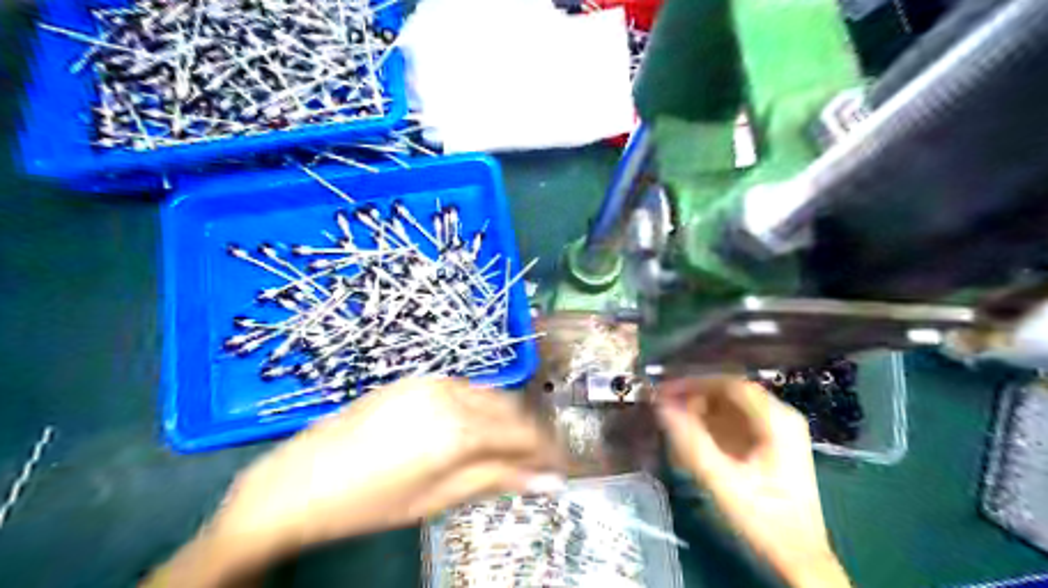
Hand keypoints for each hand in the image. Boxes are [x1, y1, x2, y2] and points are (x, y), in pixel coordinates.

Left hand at [148, 379, 565, 586]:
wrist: (300, 480)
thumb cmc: (370, 502)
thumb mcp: (437, 499)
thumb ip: (496, 481)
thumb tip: (548, 482)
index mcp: (460, 430)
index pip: (524, 434)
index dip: (548, 451)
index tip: (561, 467)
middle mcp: (453, 395)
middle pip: (512, 409)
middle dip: (532, 434)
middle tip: (540, 460)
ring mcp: (433, 381)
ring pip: (491, 395)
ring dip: (508, 420)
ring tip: (512, 447)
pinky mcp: (417, 379)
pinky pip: (466, 389)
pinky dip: (482, 408)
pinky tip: (477, 427)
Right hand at [653, 377, 849, 587]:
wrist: (799, 557)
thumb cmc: (762, 517)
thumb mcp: (721, 479)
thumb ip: (690, 440)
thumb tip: (661, 406)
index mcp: (776, 419)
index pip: (729, 384)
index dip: (693, 383)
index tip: (664, 390)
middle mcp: (780, 417)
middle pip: (730, 394)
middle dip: (695, 397)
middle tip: (664, 405)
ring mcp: (778, 431)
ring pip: (732, 407)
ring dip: (701, 410)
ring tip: (673, 420)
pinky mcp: (772, 446)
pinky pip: (736, 423)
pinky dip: (712, 425)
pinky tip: (693, 436)